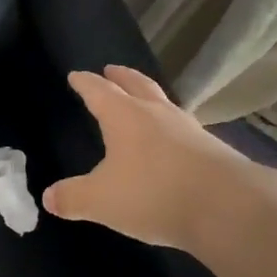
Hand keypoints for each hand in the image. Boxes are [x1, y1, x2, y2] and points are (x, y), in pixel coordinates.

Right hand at [42, 66, 276, 255]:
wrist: (228, 207)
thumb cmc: (153, 194)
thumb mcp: (102, 201)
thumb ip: (73, 198)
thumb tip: (48, 197)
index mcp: (124, 116)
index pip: (98, 91)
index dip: (85, 83)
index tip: (75, 75)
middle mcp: (156, 113)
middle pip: (136, 85)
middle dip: (121, 77)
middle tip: (111, 69)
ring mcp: (189, 128)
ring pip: (164, 102)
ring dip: (150, 97)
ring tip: (144, 99)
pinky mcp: (213, 149)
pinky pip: (185, 128)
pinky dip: (172, 127)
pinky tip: (174, 140)